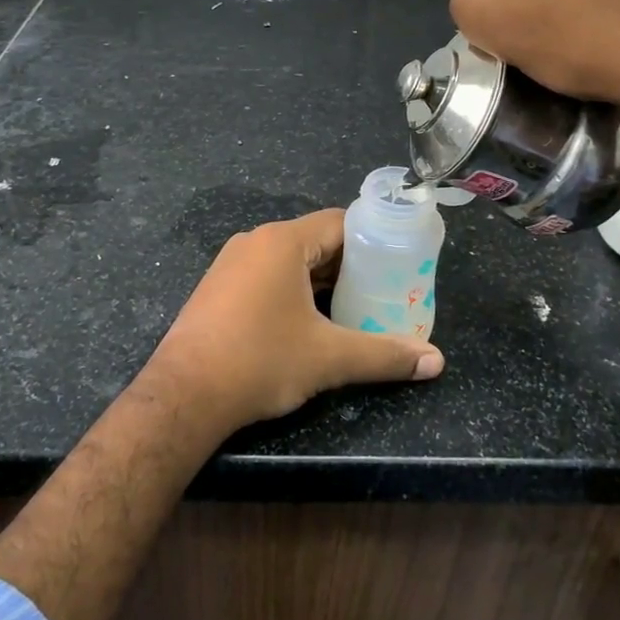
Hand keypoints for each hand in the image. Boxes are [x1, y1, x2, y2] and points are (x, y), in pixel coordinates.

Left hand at [144, 209, 443, 431]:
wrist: (183, 395)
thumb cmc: (260, 362)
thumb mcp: (329, 359)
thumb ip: (384, 355)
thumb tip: (436, 362)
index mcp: (282, 242)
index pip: (339, 223)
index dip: (373, 240)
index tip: (397, 264)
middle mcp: (254, 242)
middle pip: (315, 241)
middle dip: (350, 265)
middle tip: (382, 291)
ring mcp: (230, 264)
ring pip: (290, 261)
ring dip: (321, 281)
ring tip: (353, 308)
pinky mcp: (217, 288)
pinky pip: (266, 276)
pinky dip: (292, 290)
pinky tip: (308, 321)